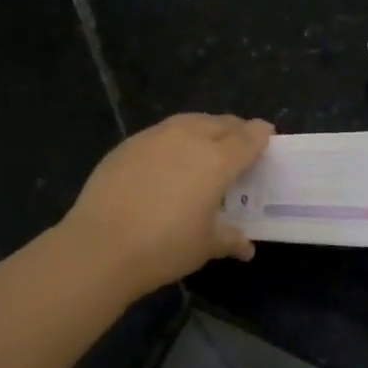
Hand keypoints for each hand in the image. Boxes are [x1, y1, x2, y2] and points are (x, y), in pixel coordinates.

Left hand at [56, 113, 273, 298]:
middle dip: (235, 129)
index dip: (261, 134)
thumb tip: (246, 247)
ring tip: (206, 140)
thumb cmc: (164, 247)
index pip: (248, 138)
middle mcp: (190, 139)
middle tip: (239, 142)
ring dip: (205, 126)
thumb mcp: (204, 246)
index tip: (267, 135)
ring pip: (190, 120)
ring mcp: (155, 137)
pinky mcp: (128, 144)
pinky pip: (161, 131)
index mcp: (217, 161)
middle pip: (221, 123)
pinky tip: (168, 156)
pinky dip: (174, 137)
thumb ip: (229, 239)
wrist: (100, 247)